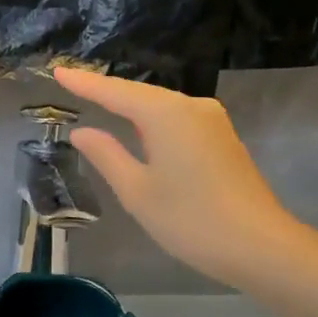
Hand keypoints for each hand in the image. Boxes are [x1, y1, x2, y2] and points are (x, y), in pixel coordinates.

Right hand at [54, 66, 304, 288]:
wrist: (259, 245)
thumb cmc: (190, 220)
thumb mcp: (137, 191)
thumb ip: (107, 155)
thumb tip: (82, 132)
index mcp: (166, 114)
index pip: (115, 92)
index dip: (85, 83)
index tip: (58, 71)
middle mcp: (192, 106)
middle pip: (141, 94)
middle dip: (108, 91)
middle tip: (73, 84)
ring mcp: (213, 121)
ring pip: (162, 107)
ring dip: (131, 106)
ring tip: (99, 102)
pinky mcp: (223, 139)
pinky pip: (178, 120)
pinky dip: (153, 121)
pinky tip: (140, 128)